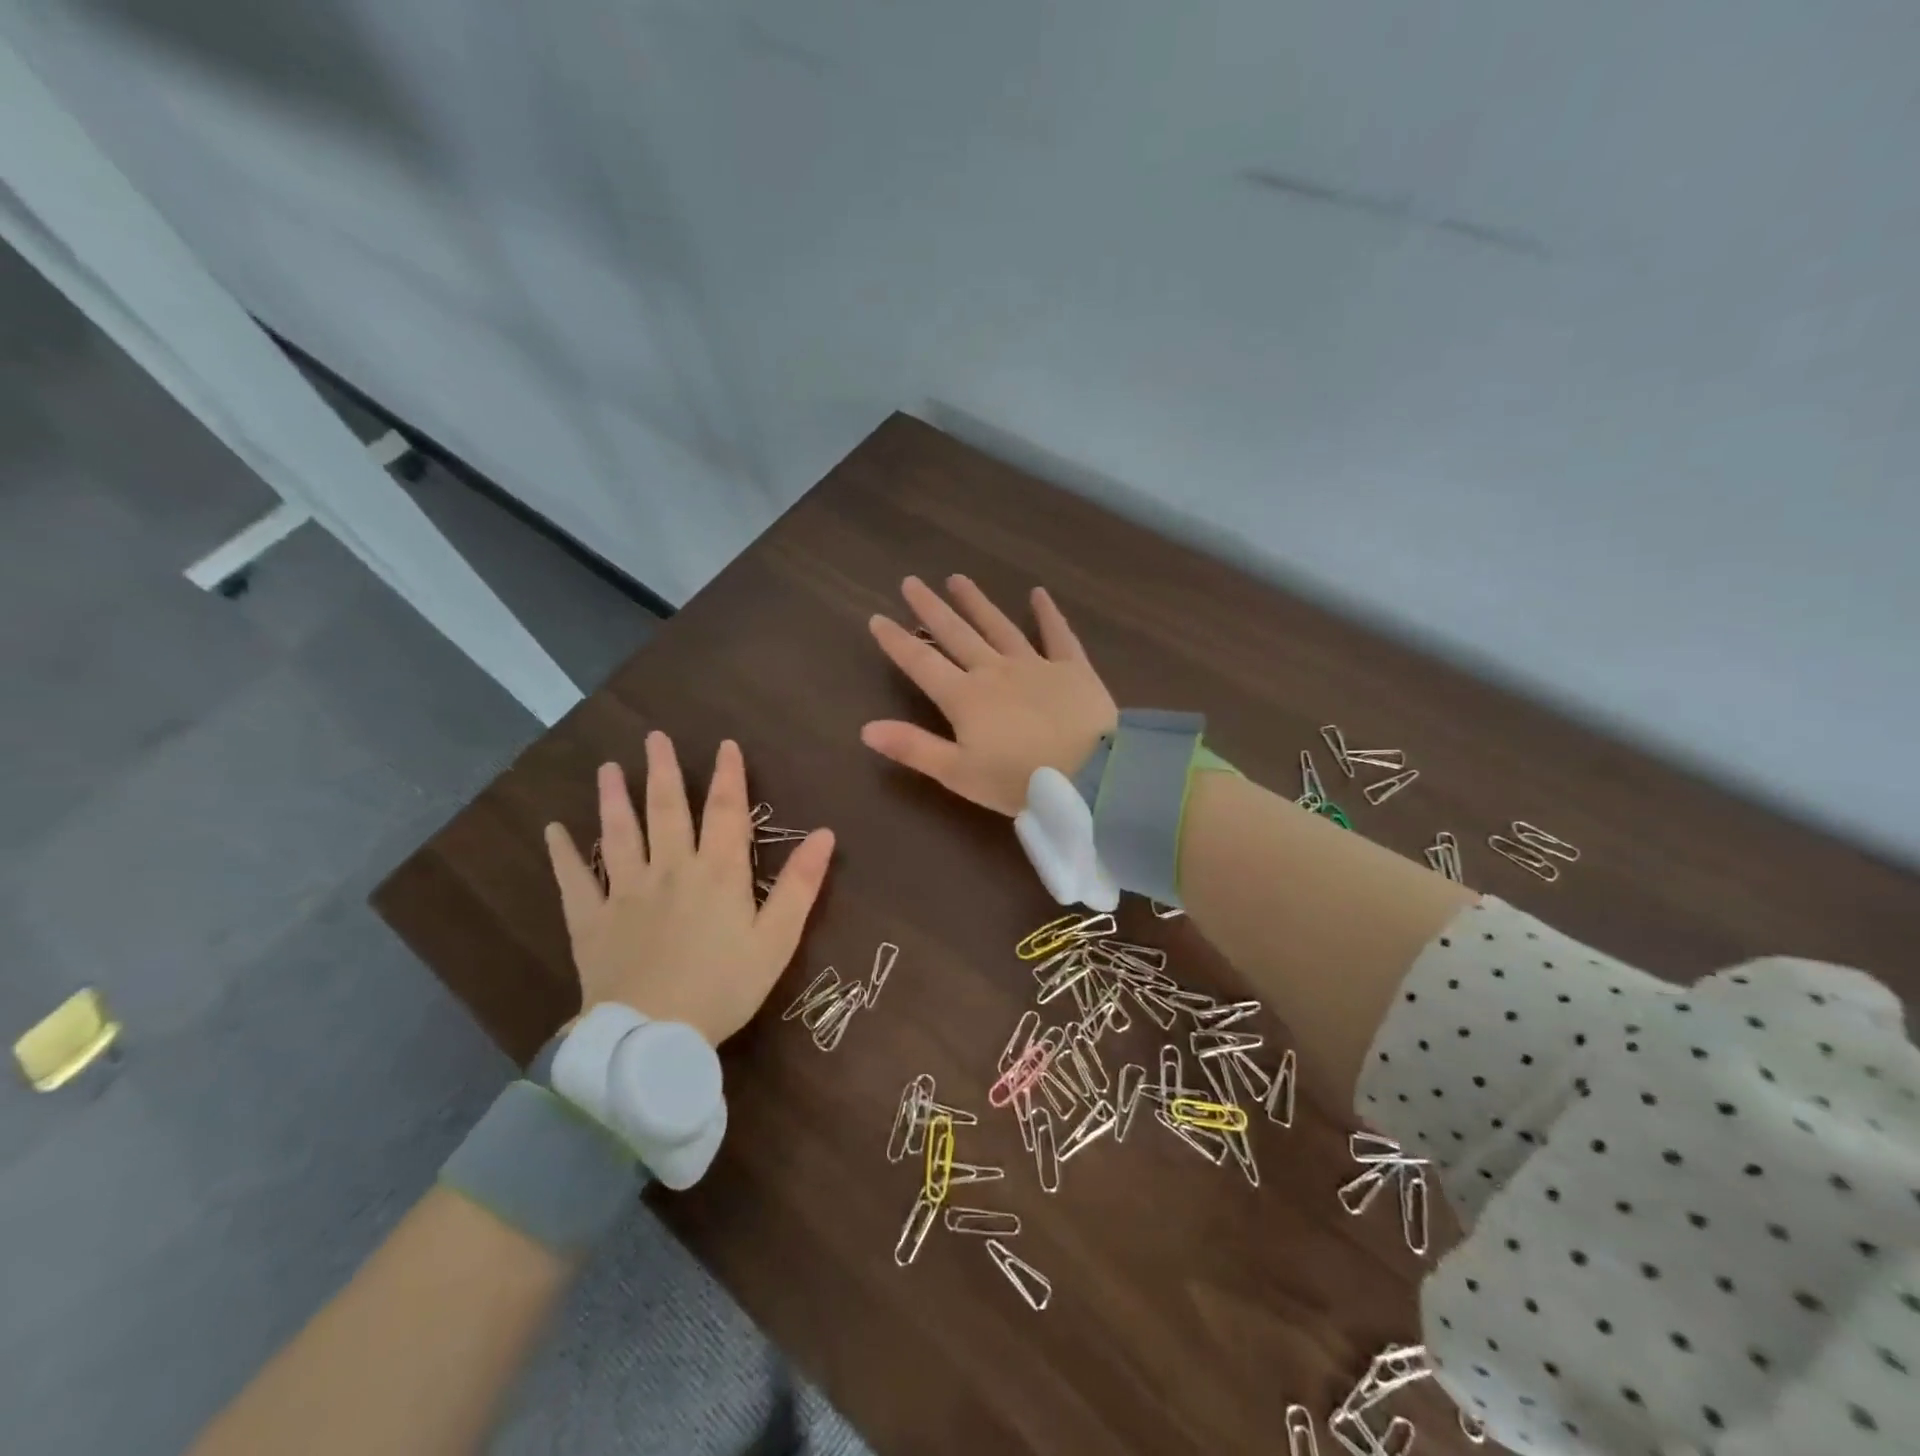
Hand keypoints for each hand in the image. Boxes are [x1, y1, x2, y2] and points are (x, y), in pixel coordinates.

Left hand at [543, 734, 834, 1046]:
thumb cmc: (724, 987)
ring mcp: (626, 892)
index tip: (725, 744)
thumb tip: (825, 834)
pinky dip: (563, 854)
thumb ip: (800, 885)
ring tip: (607, 768)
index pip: (726, 811)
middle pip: (666, 810)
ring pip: (619, 835)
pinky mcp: (591, 920)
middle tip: (654, 737)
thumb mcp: (777, 939)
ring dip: (613, 798)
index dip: (728, 775)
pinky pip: (574, 881)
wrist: (653, 1036)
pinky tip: (553, 830)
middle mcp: (671, 869)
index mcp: (718, 872)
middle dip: (663, 771)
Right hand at [861, 575, 1116, 816]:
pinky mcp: (1072, 668)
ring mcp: (1035, 665)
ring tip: (957, 579)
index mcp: (965, 698)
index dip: (897, 641)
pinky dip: (1047, 613)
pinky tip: (1039, 593)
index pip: (922, 663)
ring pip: (999, 626)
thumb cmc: (1019, 780)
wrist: (1092, 774)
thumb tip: (866, 728)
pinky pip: (1057, 634)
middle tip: (912, 581)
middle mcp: (994, 671)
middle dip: (931, 609)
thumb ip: (914, 748)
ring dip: (976, 602)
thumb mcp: (959, 774)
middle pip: (956, 634)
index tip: (877, 618)